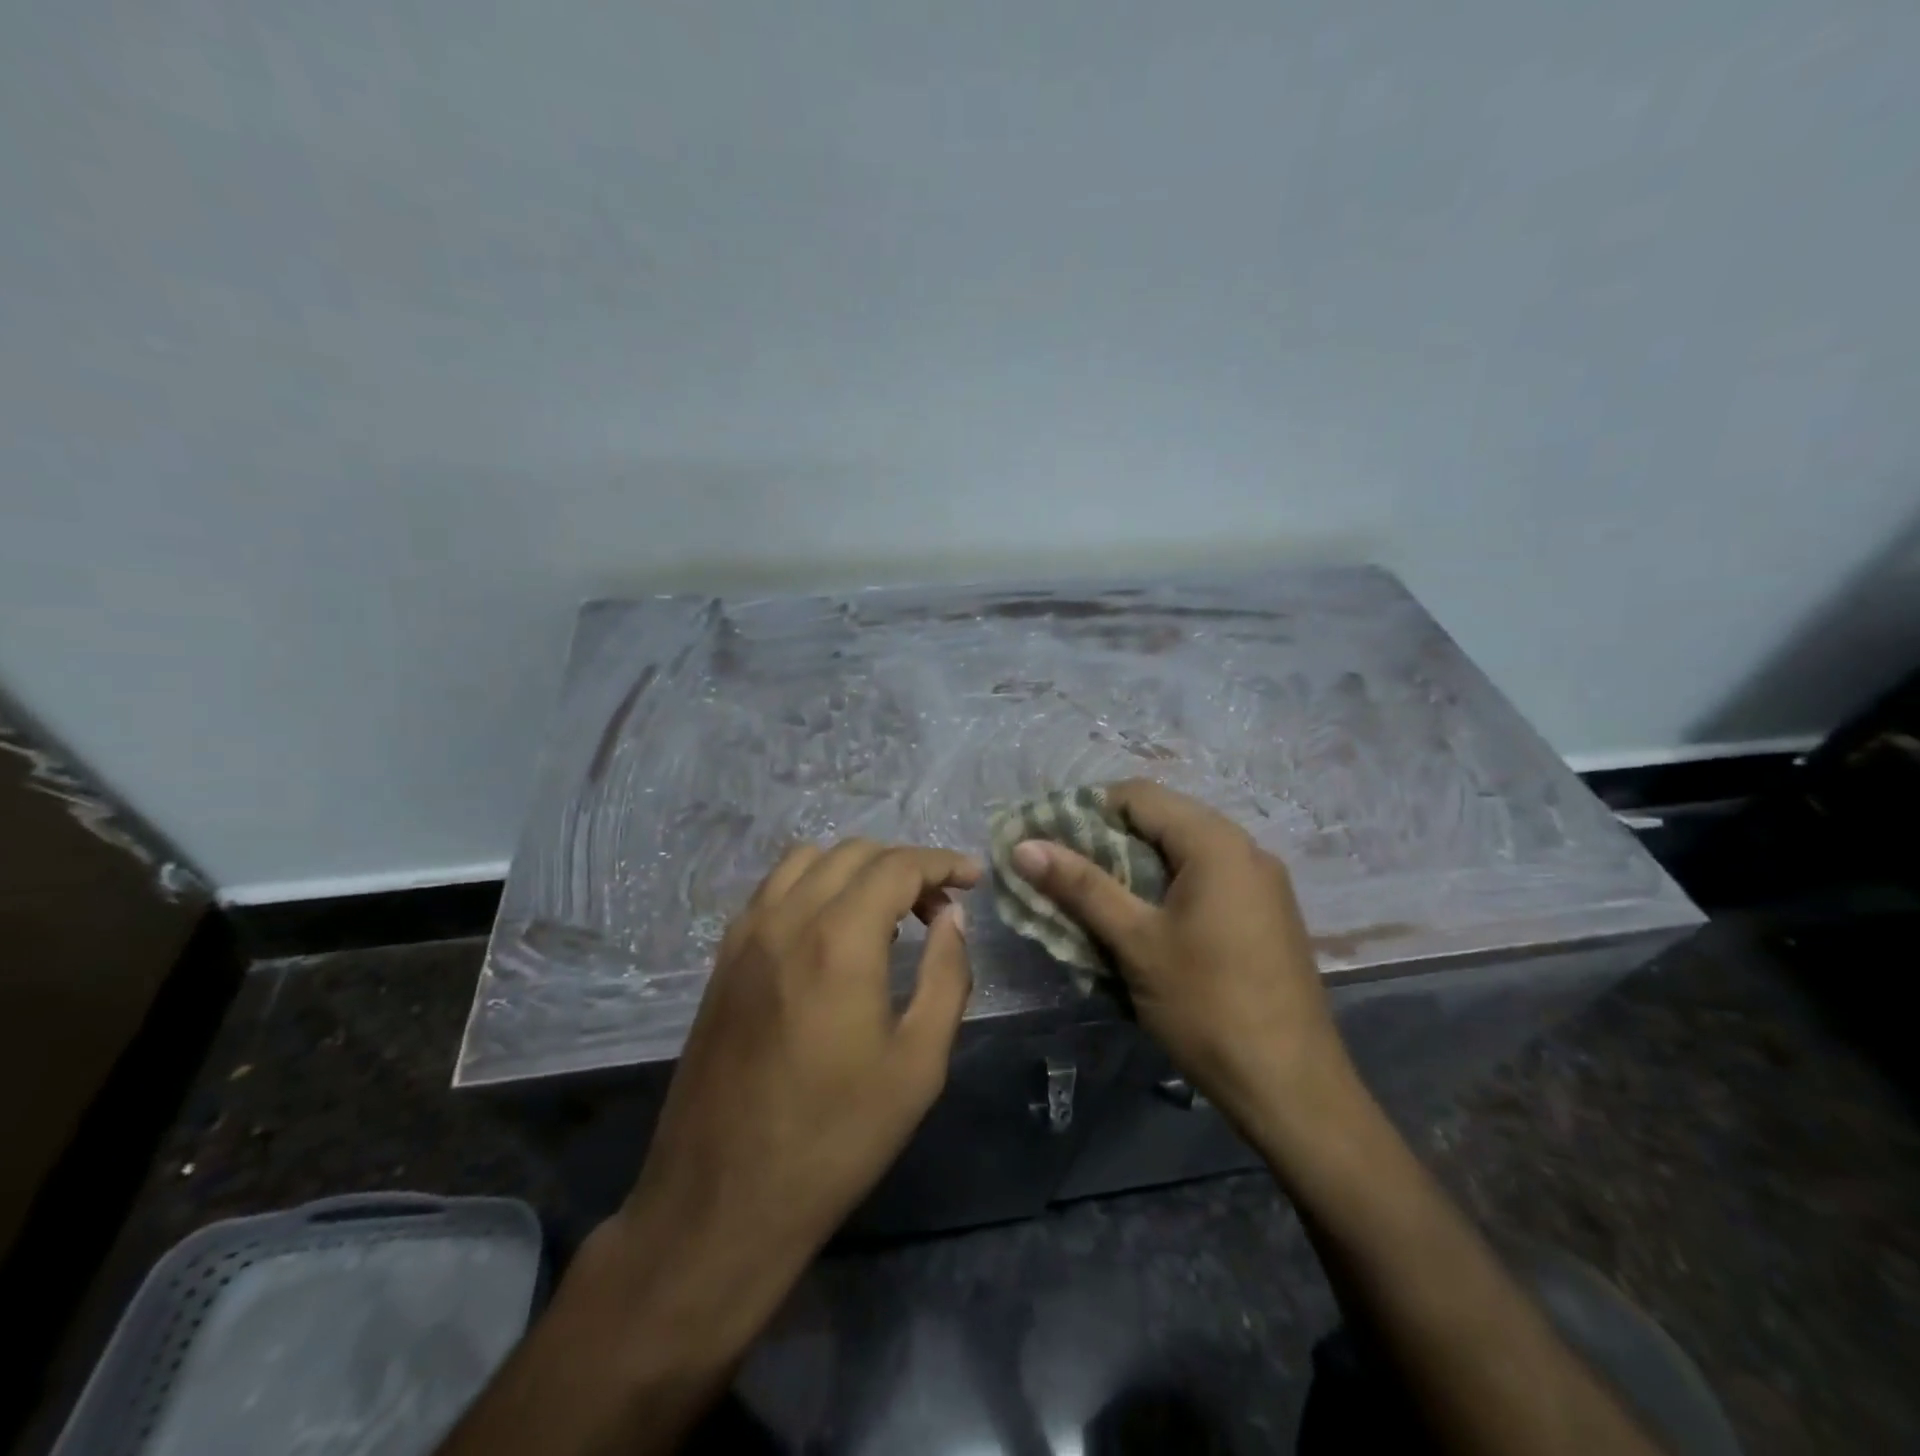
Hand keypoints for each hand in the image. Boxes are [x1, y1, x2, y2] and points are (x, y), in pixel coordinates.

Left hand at [602, 839, 979, 1362]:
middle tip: (937, 908)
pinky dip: (812, 884)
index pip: (898, 866)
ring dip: (855, 868)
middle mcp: (787, 918)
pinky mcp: (723, 958)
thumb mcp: (918, 1064)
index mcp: (840, 939)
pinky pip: (772, 889)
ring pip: (807, 859)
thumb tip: (952, 919)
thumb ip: (945, 976)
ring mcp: (746, 935)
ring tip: (884, 911)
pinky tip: (830, 928)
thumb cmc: (835, 1138)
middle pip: (854, 852)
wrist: (722, 1200)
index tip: (972, 879)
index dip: (943, 863)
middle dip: (904, 865)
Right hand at [1009, 780, 1346, 1139]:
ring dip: (1135, 866)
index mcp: (1216, 842)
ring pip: (1183, 851)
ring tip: (1094, 899)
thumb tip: (1023, 845)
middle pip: (1162, 819)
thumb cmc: (1208, 1006)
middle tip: (1062, 873)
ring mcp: (1261, 882)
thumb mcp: (1136, 943)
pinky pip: (1206, 879)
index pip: (1138, 795)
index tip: (1048, 841)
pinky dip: (1166, 887)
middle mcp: (1245, 848)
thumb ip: (1081, 886)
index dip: (1086, 810)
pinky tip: (1143, 922)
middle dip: (1107, 840)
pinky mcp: (1265, 913)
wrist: (1293, 1088)